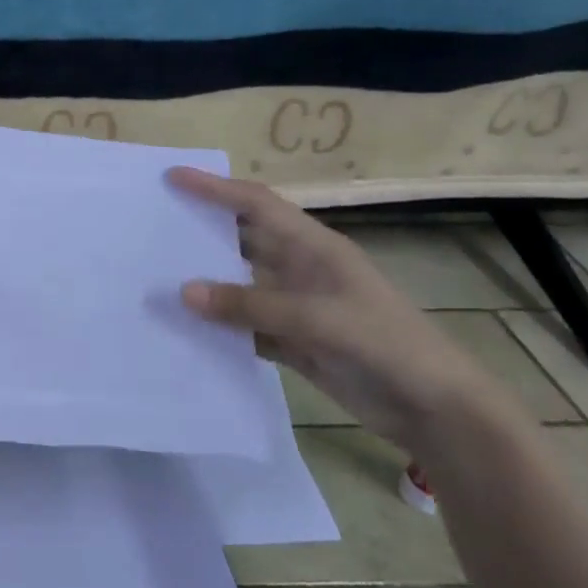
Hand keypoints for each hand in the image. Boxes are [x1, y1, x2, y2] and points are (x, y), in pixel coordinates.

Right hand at [168, 168, 504, 449]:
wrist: (435, 409)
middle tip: (152, 227)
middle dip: (201, 231)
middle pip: (242, 240)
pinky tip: (187, 330)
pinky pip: (245, 325)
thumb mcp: (317, 318)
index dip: (215, 188)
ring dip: (206, 283)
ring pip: (239, 285)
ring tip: (157, 278)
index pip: (256, 205)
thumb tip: (183, 292)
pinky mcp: (295, 341)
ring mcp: (297, 307)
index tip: (173, 177)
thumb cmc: (384, 345)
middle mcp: (300, 270)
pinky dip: (219, 326)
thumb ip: (249, 304)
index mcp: (313, 248)